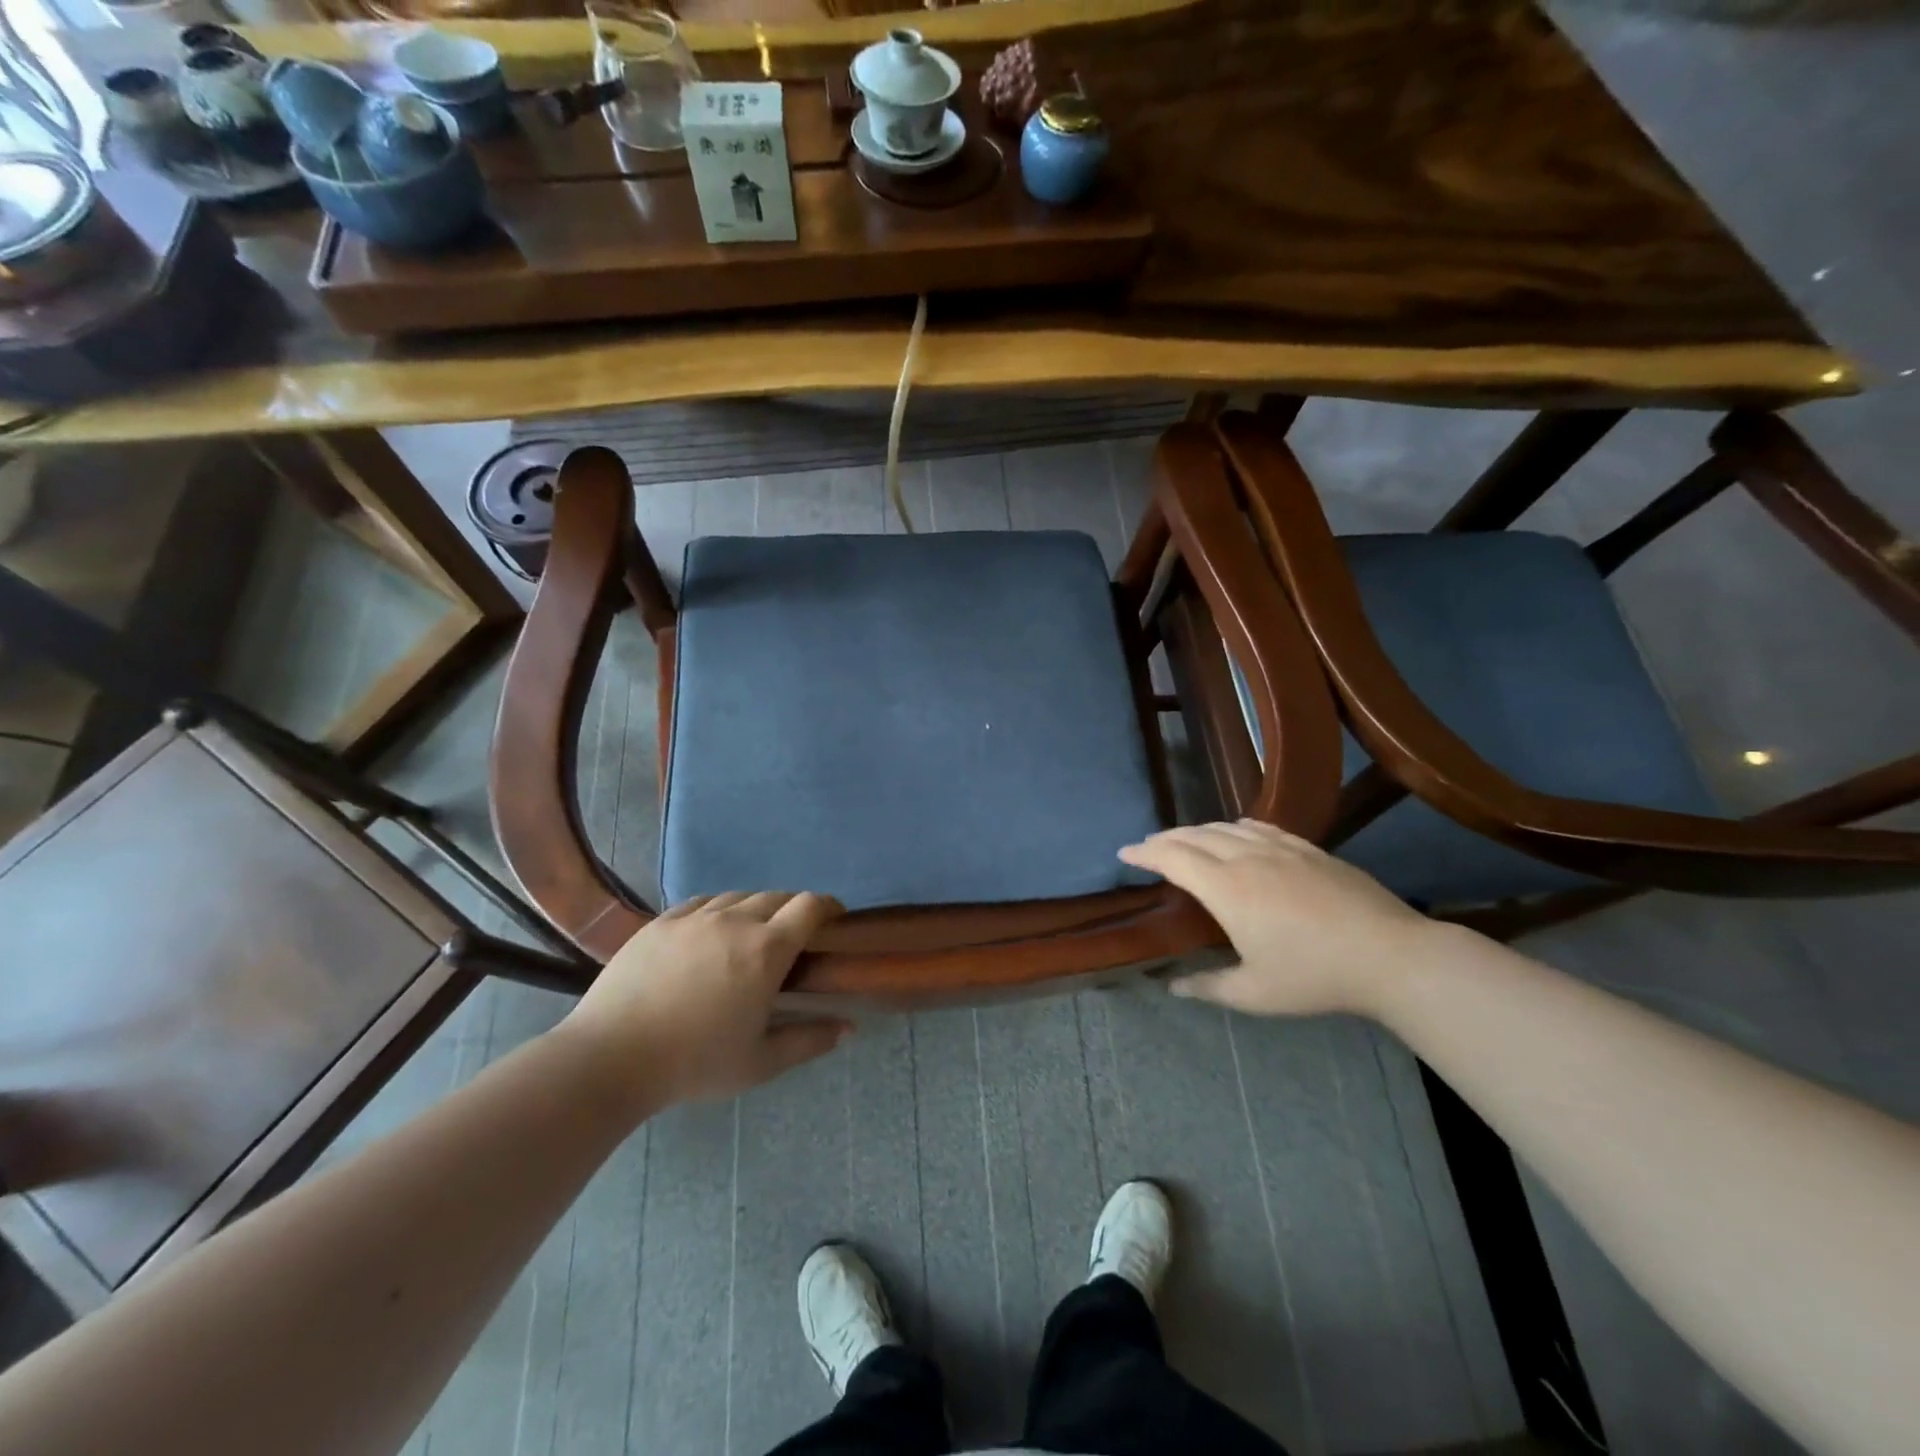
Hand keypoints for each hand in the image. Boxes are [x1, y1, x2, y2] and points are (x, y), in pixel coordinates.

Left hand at [557, 891, 849, 1114]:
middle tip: (794, 939)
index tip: (835, 920)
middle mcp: (736, 920)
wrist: (610, 1058)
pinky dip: (719, 910)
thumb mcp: (760, 1062)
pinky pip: (703, 902)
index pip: (810, 906)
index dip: (829, 906)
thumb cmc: (694, 1063)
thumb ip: (809, 1040)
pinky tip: (711, 932)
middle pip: (778, 896)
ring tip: (751, 935)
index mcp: (767, 950)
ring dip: (756, 909)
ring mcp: (695, 917)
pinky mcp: (662, 921)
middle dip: (794, 911)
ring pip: (739, 896)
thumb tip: (849, 1028)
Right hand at [1119, 820, 1444, 1017]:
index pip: (1172, 857)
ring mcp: (1280, 848)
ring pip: (1225, 827)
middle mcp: (1246, 858)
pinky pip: (1259, 827)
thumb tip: (1171, 986)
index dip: (1144, 852)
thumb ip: (1208, 986)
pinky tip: (1236, 834)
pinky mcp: (1308, 849)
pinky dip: (1234, 827)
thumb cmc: (1315, 976)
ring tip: (1184, 841)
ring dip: (1196, 830)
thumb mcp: (1255, 993)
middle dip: (1165, 839)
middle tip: (1148, 848)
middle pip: (1194, 835)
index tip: (1124, 853)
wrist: (1390, 955)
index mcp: (1226, 889)